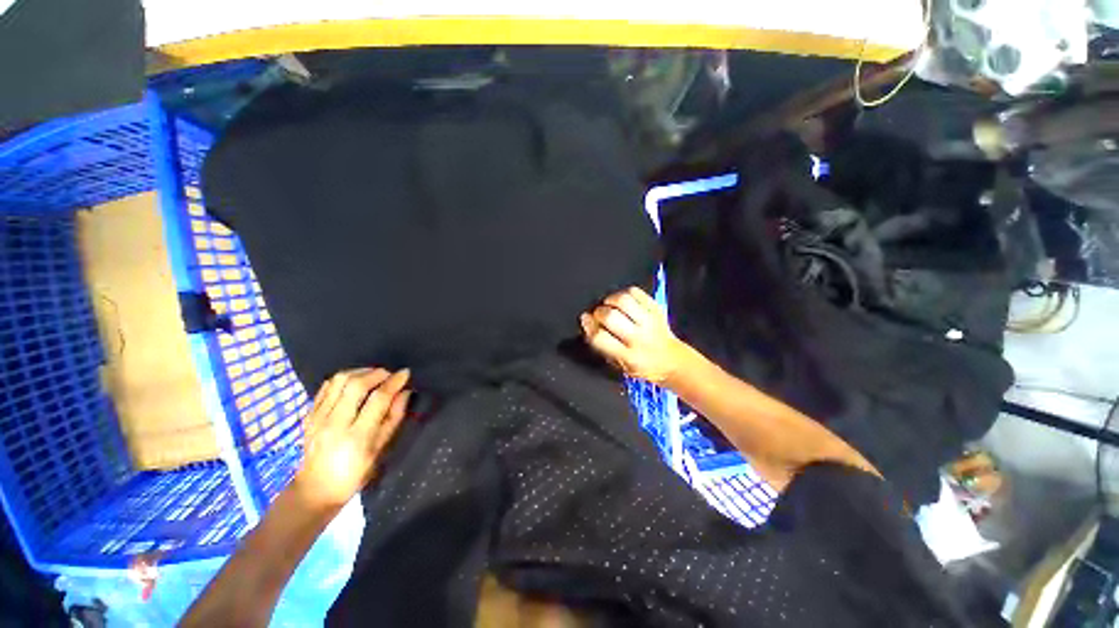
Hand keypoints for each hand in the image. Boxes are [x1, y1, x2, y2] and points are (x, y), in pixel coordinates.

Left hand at [293, 368, 411, 510]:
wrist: (315, 490)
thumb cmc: (356, 473)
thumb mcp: (381, 449)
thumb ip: (394, 418)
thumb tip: (405, 392)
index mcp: (357, 436)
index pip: (378, 399)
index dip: (394, 382)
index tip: (405, 373)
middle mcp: (335, 424)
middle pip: (356, 384)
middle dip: (377, 373)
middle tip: (389, 375)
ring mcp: (318, 419)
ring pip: (338, 380)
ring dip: (359, 372)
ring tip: (373, 375)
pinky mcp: (308, 416)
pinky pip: (326, 387)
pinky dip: (342, 379)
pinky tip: (353, 383)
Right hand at [580, 287, 688, 384]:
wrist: (673, 361)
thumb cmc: (642, 365)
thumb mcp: (620, 366)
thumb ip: (602, 347)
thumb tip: (586, 322)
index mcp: (628, 356)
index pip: (601, 338)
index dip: (589, 326)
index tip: (586, 320)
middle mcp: (640, 338)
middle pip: (610, 316)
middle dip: (598, 313)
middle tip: (599, 315)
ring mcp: (650, 321)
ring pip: (623, 300)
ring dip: (610, 300)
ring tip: (609, 305)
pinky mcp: (656, 309)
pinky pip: (636, 292)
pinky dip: (624, 293)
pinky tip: (622, 301)